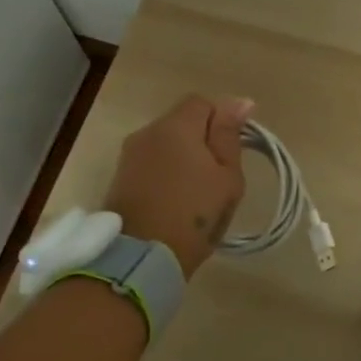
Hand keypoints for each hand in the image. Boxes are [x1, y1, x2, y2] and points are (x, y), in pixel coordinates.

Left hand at [104, 94, 253, 275]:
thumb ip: (230, 136)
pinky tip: (176, 201)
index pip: (203, 103)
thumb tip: (240, 101)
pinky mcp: (120, 179)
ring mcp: (129, 156)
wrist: (141, 258)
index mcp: (176, 126)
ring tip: (197, 193)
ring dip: (183, 159)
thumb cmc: (194, 216)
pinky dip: (166, 175)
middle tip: (218, 177)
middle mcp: (147, 132)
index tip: (232, 152)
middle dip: (202, 141)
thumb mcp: (227, 177)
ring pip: (165, 145)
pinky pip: (151, 164)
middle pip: (181, 122)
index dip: (222, 121)